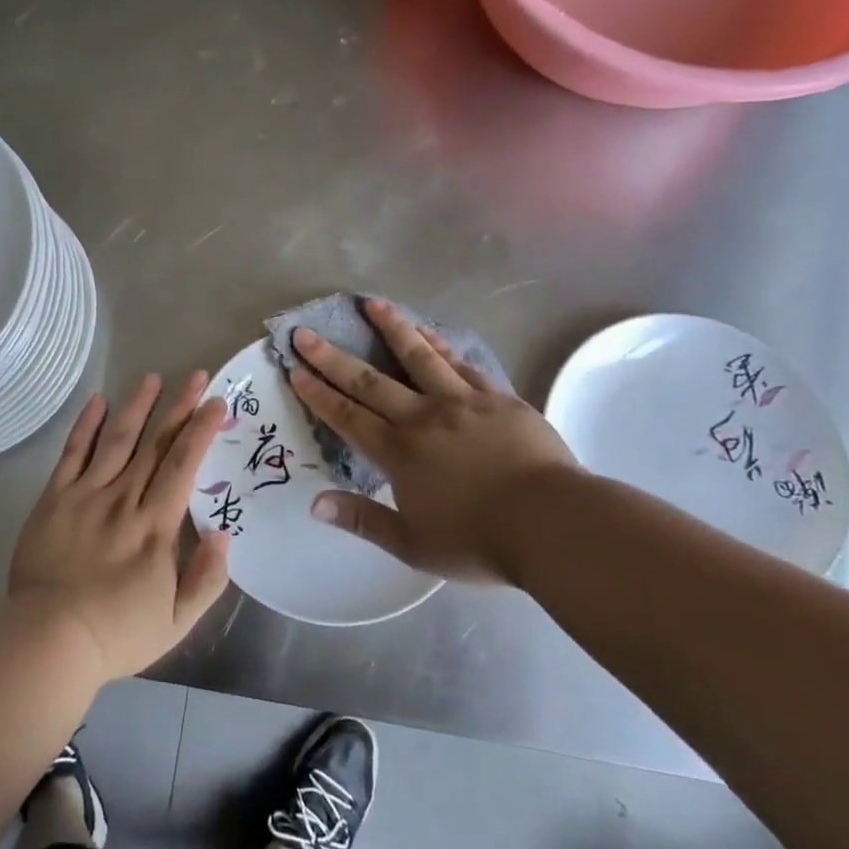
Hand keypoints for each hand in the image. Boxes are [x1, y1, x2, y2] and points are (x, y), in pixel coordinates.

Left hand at [8, 372, 230, 679]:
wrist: (48, 640)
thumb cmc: (117, 633)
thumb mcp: (177, 621)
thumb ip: (206, 577)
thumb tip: (223, 533)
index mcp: (156, 526)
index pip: (183, 465)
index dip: (201, 430)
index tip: (216, 402)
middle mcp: (124, 500)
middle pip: (155, 444)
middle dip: (178, 408)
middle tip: (194, 375)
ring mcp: (86, 495)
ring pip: (117, 440)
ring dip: (137, 407)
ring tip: (152, 378)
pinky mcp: (55, 499)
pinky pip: (72, 453)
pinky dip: (86, 425)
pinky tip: (97, 401)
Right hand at [287, 298, 579, 583]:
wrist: (553, 524)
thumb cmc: (479, 540)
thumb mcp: (413, 544)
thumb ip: (363, 521)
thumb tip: (315, 505)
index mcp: (398, 452)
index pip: (347, 416)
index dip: (318, 393)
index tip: (295, 369)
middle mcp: (422, 418)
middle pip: (370, 381)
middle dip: (333, 356)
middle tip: (306, 332)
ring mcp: (461, 402)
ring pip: (419, 357)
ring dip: (392, 329)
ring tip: (372, 303)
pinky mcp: (497, 398)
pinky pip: (462, 364)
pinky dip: (441, 345)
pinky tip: (429, 333)